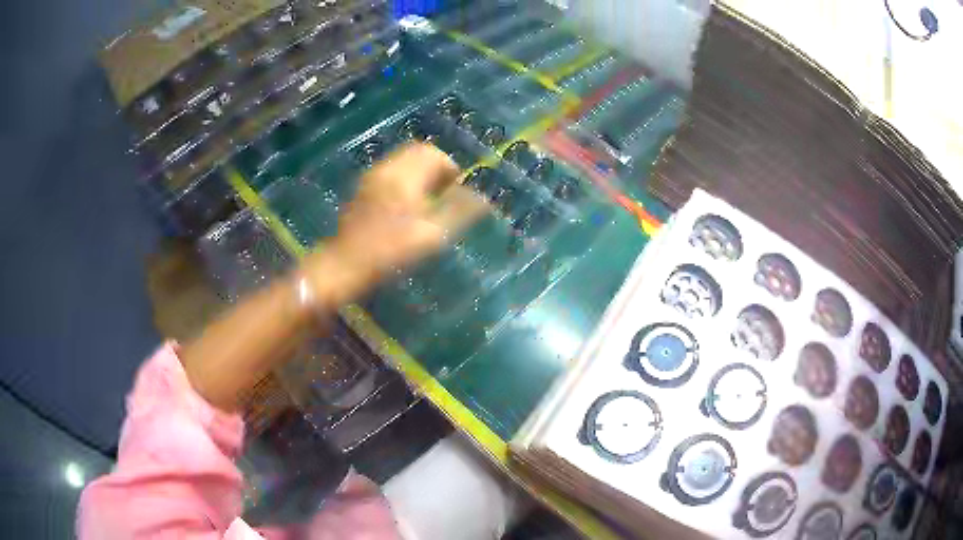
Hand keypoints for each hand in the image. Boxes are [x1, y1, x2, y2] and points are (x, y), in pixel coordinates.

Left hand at [302, 143, 489, 303]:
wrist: (346, 264)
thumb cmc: (390, 250)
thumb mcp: (431, 234)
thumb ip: (459, 212)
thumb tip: (483, 198)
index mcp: (403, 175)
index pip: (432, 154)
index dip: (450, 169)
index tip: (456, 191)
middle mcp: (386, 169)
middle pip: (416, 152)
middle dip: (435, 167)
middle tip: (443, 194)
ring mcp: (372, 178)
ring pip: (402, 161)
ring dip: (420, 173)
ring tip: (427, 201)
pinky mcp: (363, 189)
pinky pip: (390, 172)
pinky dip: (405, 180)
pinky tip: (406, 206)